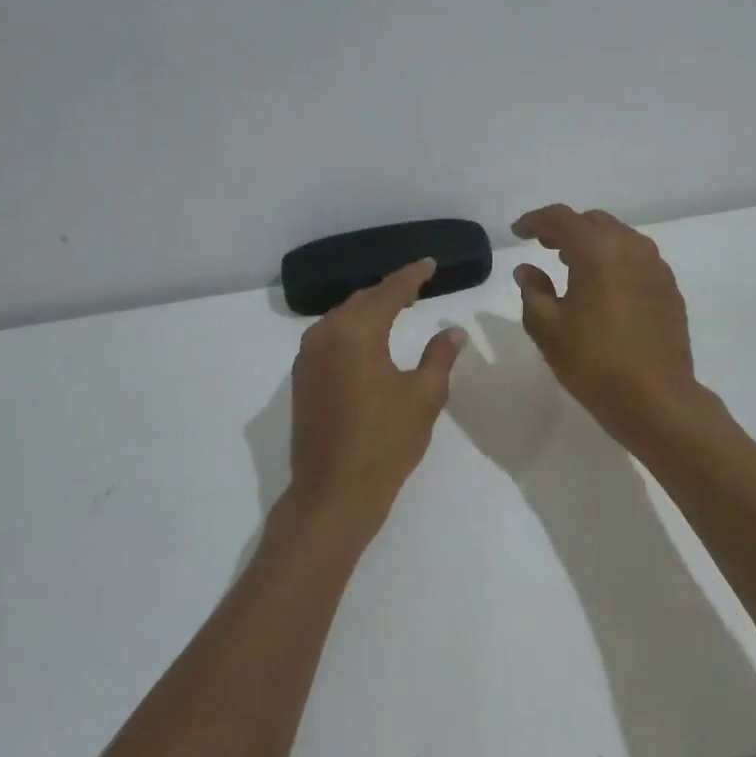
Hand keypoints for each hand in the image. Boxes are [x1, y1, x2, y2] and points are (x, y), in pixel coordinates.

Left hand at [283, 259, 465, 541]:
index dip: (412, 276)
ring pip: (342, 318)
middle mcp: (325, 335)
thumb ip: (439, 357)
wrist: (334, 492)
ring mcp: (308, 358)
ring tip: (397, 309)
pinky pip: (330, 338)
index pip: (389, 292)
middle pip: (361, 301)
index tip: (430, 264)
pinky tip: (369, 341)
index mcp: (356, 333)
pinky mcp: (303, 379)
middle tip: (417, 286)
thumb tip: (452, 332)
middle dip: (389, 291)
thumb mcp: (423, 397)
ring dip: (369, 310)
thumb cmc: (385, 443)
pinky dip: (353, 331)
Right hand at [512, 205, 701, 447]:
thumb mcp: (548, 328)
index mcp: (598, 250)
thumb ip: (533, 291)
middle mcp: (631, 247)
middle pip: (594, 222)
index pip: (562, 218)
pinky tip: (604, 289)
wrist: (656, 398)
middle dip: (566, 229)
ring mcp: (656, 267)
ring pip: (619, 239)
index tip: (518, 232)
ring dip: (593, 245)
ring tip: (572, 266)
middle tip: (544, 247)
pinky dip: (615, 262)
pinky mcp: (670, 289)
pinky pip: (637, 260)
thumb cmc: (593, 361)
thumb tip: (527, 270)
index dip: (536, 221)